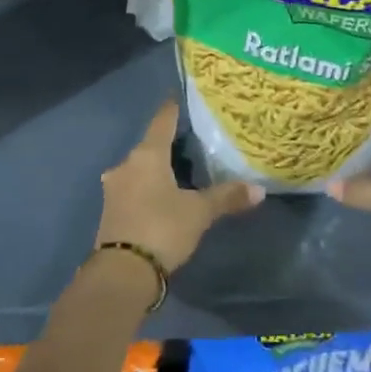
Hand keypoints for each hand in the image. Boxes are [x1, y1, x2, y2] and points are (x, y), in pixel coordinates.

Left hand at [95, 101, 263, 272]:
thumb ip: (226, 197)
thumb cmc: (162, 229)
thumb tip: (259, 190)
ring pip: (140, 169)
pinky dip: (148, 188)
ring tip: (180, 171)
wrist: (121, 274)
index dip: (173, 109)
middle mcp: (126, 165)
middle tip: (192, 141)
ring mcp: (114, 188)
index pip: (162, 120)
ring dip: (157, 169)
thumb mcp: (199, 213)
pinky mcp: (111, 211)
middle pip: (150, 145)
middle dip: (169, 143)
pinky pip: (133, 188)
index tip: (181, 98)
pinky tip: (162, 197)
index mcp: (146, 155)